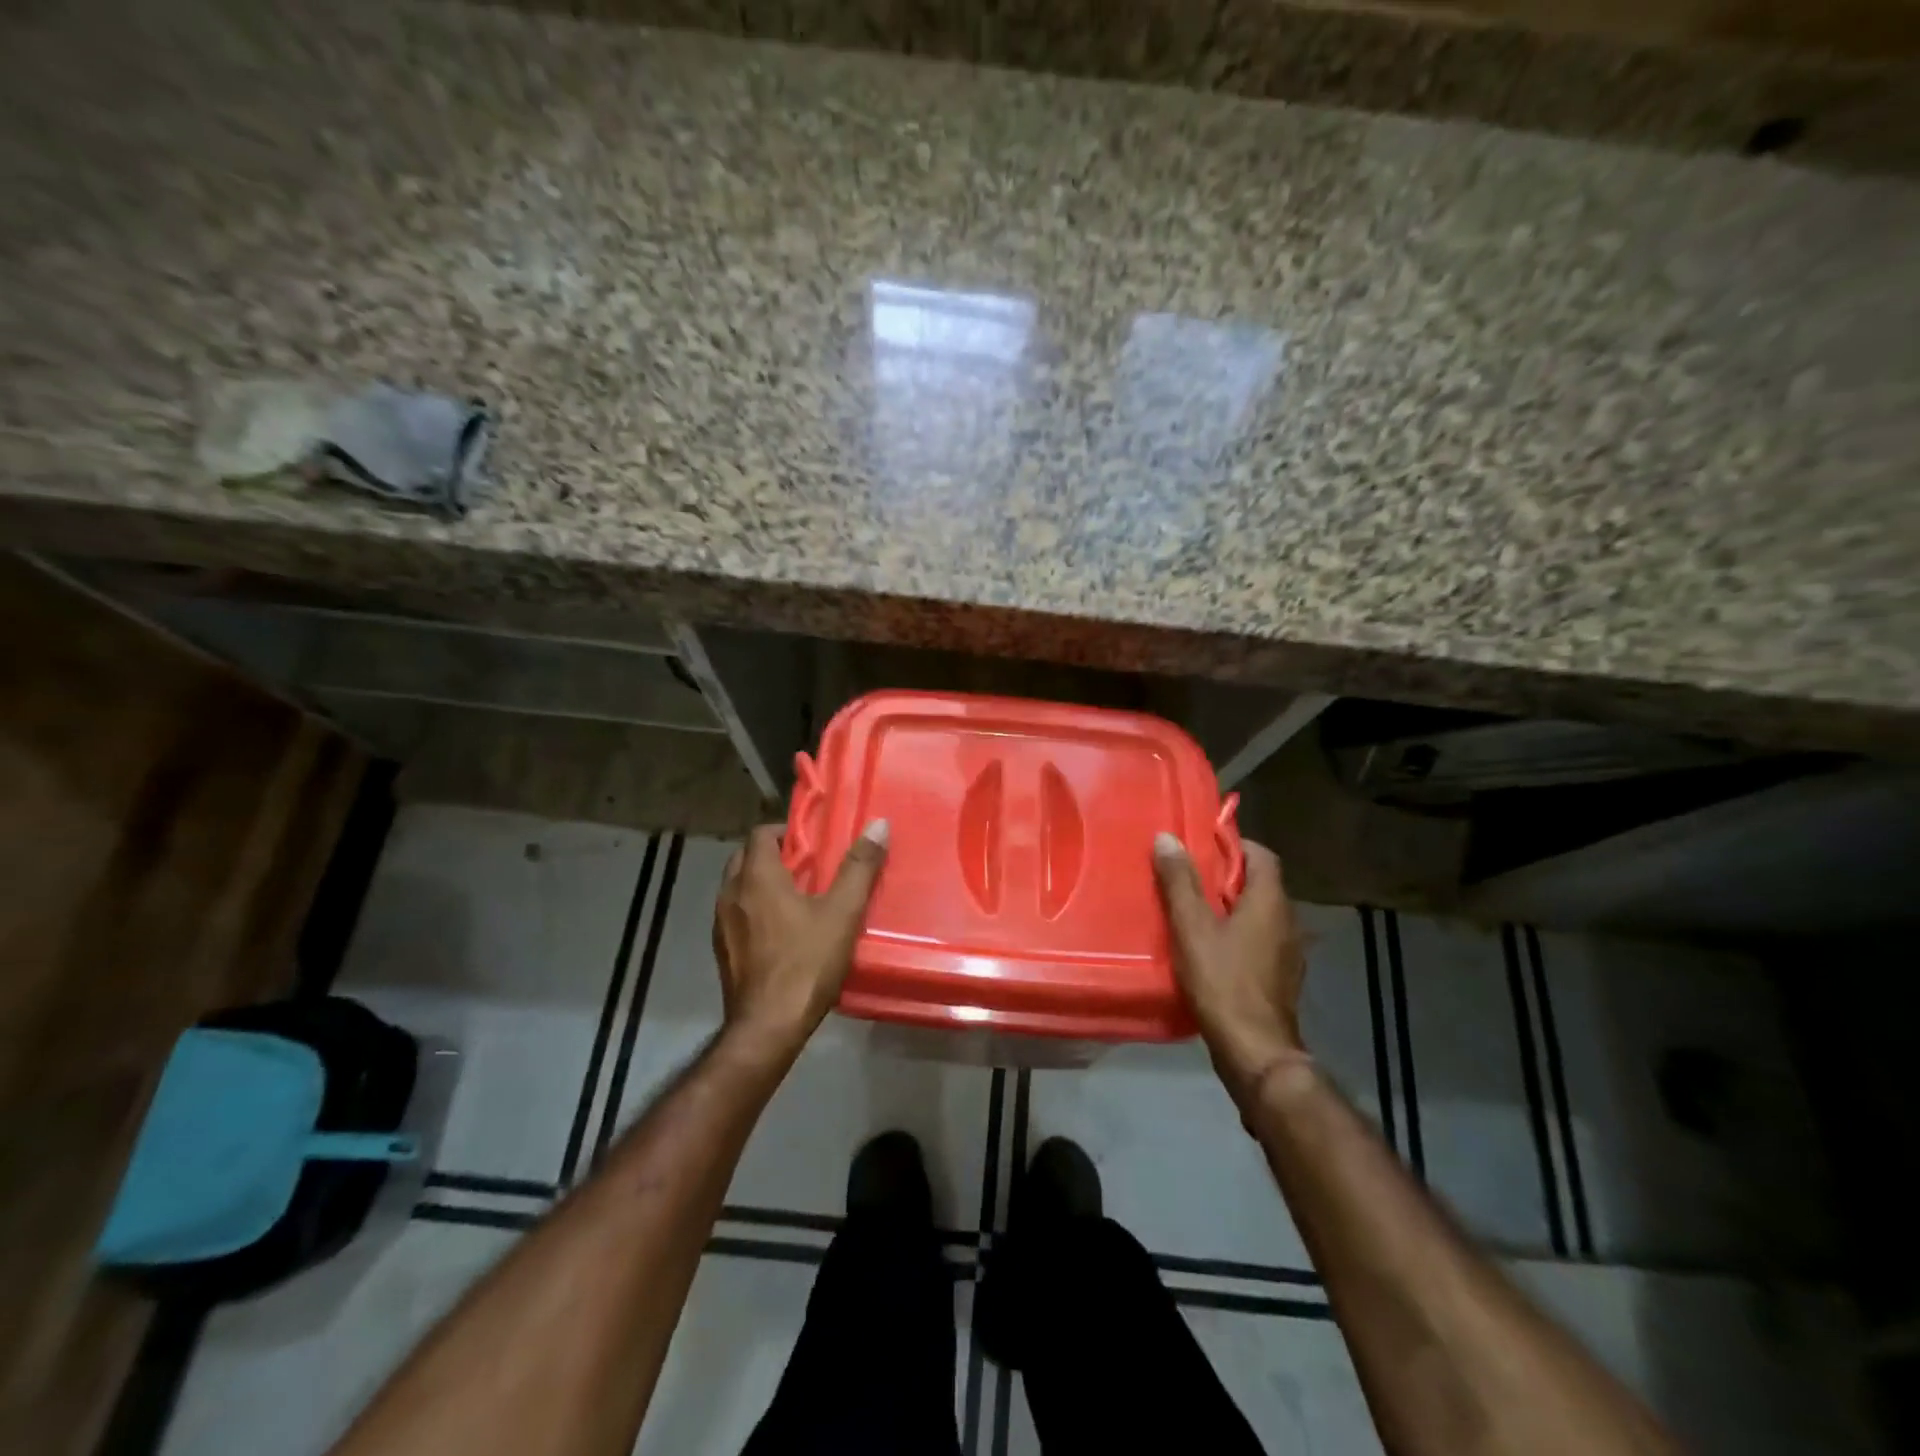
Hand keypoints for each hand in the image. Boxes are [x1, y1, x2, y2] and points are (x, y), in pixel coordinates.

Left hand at [713, 819, 888, 1055]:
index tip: (813, 840)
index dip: (786, 830)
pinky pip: (737, 914)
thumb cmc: (806, 964)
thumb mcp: (842, 913)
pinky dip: (755, 909)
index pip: (760, 833)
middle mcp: (730, 894)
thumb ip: (859, 868)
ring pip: (739, 886)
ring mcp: (721, 924)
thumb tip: (878, 825)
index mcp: (756, 877)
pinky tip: (781, 930)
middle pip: (746, 857)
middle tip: (808, 865)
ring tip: (798, 895)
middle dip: (774, 854)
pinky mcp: (722, 951)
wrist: (767, 1027)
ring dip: (762, 882)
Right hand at [1153, 833, 1309, 1103]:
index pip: (1261, 855)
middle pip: (1259, 883)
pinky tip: (1209, 948)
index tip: (1201, 845)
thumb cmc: (1223, 981)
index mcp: (1270, 901)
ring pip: (1258, 914)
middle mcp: (1287, 921)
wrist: (1255, 1050)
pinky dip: (1236, 934)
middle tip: (1186, 876)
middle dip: (1225, 876)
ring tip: (1192, 910)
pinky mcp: (1280, 977)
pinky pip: (1258, 940)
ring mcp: (1288, 952)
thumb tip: (1167, 838)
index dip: (1233, 844)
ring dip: (1230, 907)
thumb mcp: (1192, 927)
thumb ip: (1180, 882)